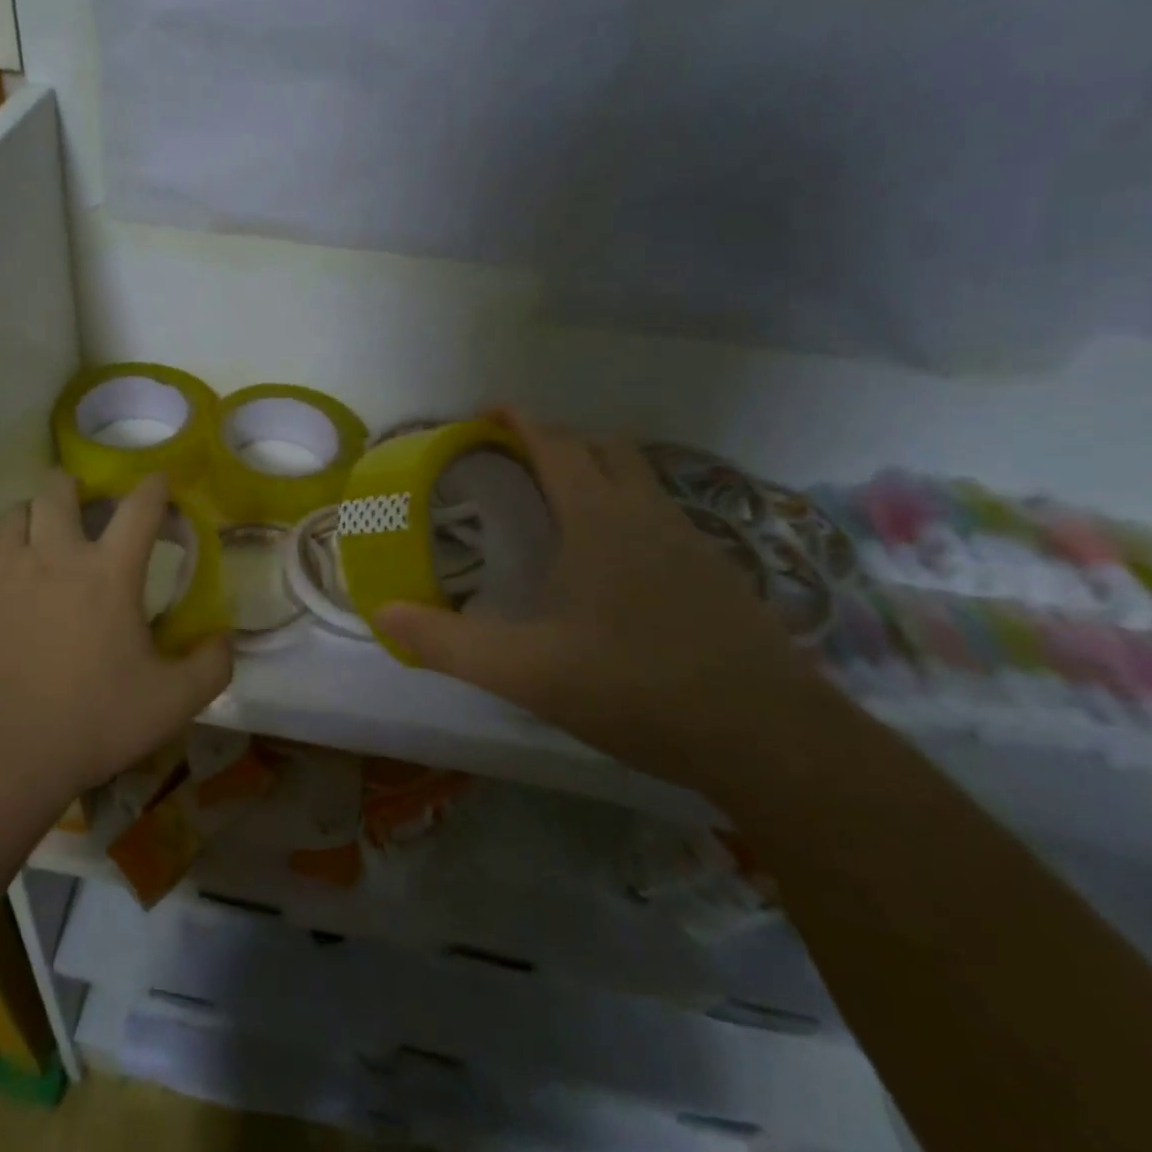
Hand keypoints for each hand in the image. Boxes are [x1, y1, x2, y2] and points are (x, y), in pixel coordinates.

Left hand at [0, 470, 232, 800]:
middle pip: (58, 490)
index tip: (159, 481)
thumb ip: (211, 667)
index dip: (154, 487)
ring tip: (38, 533)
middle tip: (82, 502)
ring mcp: (3, 571)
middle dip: (73, 486)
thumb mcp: (171, 703)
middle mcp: (54, 555)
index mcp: (109, 572)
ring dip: (31, 515)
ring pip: (13, 514)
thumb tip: (226, 638)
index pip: (140, 508)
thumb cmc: (90, 720)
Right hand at [374, 412, 835, 792]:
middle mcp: (647, 515)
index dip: (518, 421)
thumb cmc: (637, 688)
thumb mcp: (526, 671)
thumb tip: (382, 614)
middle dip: (556, 439)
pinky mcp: (718, 574)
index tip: (486, 412)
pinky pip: (662, 515)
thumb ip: (448, 643)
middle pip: (601, 448)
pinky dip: (628, 508)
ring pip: (639, 479)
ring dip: (597, 470)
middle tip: (515, 459)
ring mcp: (691, 542)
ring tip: (558, 503)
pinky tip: (614, 560)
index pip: (555, 444)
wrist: (770, 739)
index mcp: (599, 519)